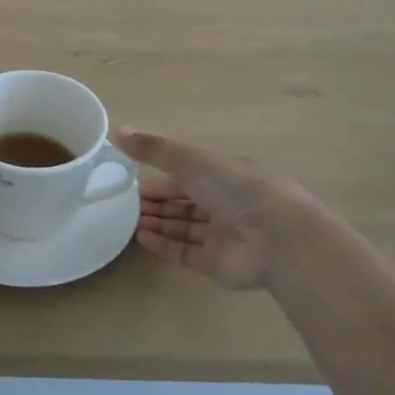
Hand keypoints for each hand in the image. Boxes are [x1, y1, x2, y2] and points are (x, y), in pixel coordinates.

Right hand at [119, 128, 306, 289]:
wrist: (276, 238)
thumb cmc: (236, 188)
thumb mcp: (191, 160)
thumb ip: (154, 149)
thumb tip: (118, 131)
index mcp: (226, 175)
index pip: (188, 175)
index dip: (161, 177)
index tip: (133, 180)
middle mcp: (226, 204)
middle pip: (184, 203)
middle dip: (156, 202)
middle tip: (124, 203)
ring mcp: (222, 236)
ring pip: (183, 227)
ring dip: (157, 222)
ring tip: (128, 220)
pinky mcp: (216, 264)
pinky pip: (185, 252)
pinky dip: (163, 245)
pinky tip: (142, 237)